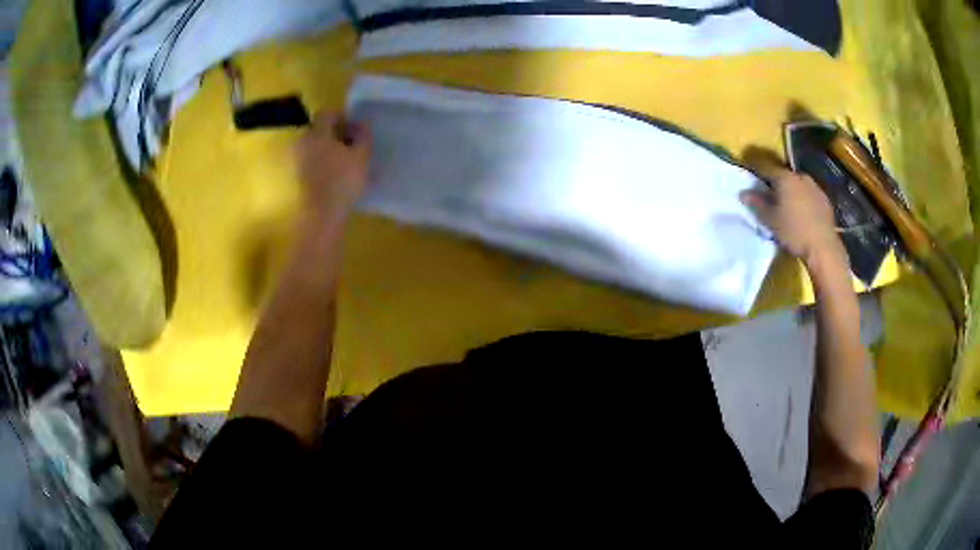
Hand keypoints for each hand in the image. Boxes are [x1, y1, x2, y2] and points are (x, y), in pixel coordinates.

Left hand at [296, 112, 371, 222]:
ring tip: (344, 162)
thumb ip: (363, 136)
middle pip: (319, 130)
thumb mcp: (362, 155)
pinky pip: (310, 161)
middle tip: (351, 145)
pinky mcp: (297, 176)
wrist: (322, 214)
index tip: (354, 128)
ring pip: (314, 146)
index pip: (327, 114)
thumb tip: (360, 125)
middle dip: (334, 134)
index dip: (342, 117)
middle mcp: (304, 142)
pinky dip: (321, 163)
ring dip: (327, 149)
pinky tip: (334, 175)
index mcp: (318, 133)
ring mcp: (298, 160)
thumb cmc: (344, 181)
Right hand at [740, 152, 843, 267]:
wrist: (823, 247)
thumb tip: (743, 193)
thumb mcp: (770, 220)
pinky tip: (803, 214)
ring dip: (792, 192)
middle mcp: (800, 176)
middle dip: (777, 184)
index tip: (751, 180)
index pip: (766, 168)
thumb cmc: (793, 231)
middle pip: (784, 176)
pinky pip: (810, 195)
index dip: (757, 172)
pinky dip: (804, 201)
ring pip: (798, 185)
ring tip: (788, 207)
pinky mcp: (825, 200)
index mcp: (784, 177)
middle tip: (771, 198)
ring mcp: (815, 187)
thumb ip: (757, 204)